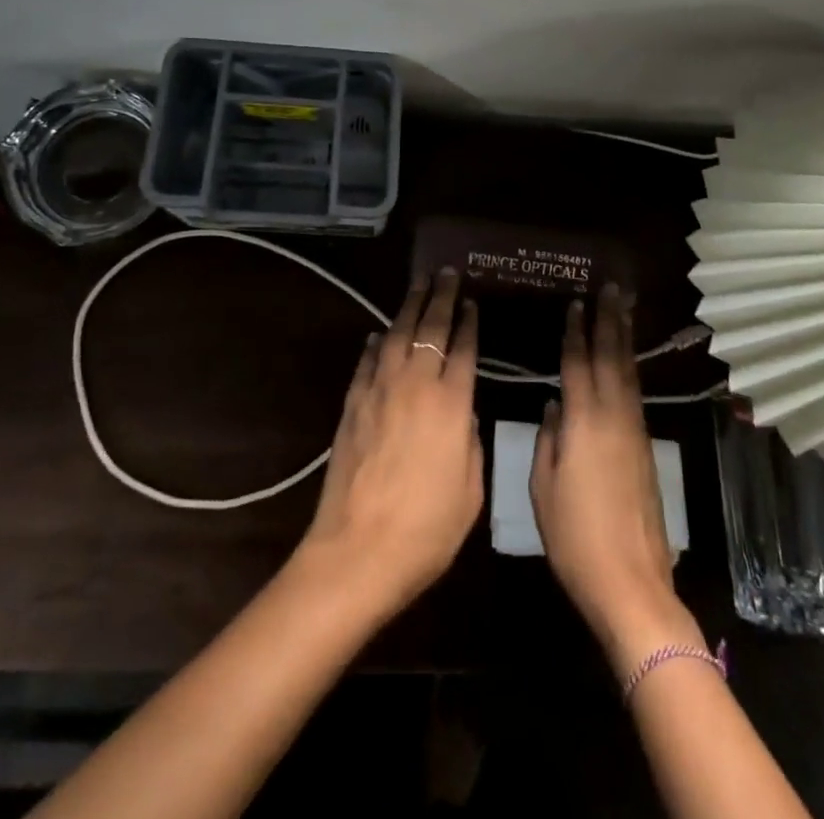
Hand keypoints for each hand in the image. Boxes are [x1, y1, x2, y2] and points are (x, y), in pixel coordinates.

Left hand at [294, 269, 482, 620]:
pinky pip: (367, 363)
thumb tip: (461, 411)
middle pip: (430, 328)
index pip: (463, 347)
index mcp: (451, 404)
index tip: (471, 299)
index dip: (468, 320)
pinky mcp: (352, 406)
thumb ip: (469, 440)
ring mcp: (379, 392)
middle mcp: (415, 385)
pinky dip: (377, 344)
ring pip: (397, 336)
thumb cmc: (427, 530)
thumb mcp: (471, 490)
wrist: (357, 552)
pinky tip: (382, 334)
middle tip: (446, 272)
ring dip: (409, 307)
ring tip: (419, 285)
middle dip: (440, 297)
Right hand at [530, 284, 702, 675]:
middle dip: (610, 321)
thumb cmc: (575, 537)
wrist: (631, 582)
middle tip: (612, 289)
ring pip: (629, 373)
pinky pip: (635, 394)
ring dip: (624, 339)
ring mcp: (635, 432)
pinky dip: (630, 368)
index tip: (576, 303)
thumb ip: (547, 439)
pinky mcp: (647, 449)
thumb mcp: (544, 488)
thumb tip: (553, 405)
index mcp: (583, 422)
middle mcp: (613, 418)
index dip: (576, 332)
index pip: (578, 364)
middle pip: (612, 358)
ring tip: (622, 311)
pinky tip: (626, 362)